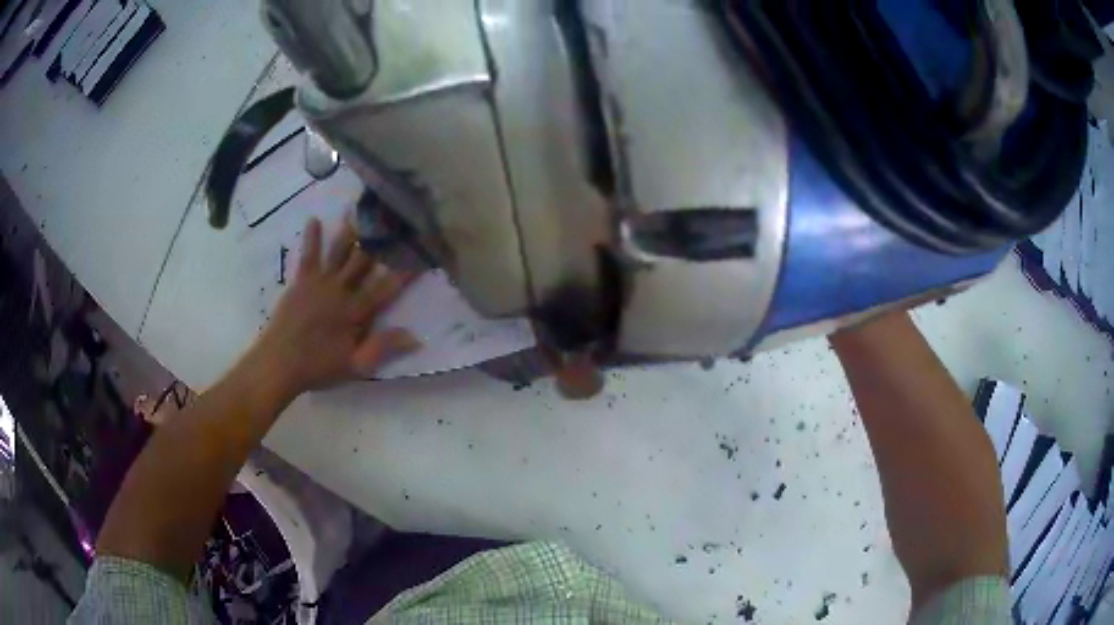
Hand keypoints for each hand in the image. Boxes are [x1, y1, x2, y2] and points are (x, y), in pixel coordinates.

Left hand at [245, 214, 419, 400]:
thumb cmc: (318, 368)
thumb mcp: (356, 366)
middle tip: (393, 222)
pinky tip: (314, 219)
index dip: (405, 271)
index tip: (420, 255)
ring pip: (339, 252)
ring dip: (351, 232)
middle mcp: (341, 290)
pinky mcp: (301, 281)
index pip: (387, 288)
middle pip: (364, 262)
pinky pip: (309, 255)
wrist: (279, 364)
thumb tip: (416, 336)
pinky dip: (312, 237)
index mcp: (356, 312)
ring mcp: (320, 283)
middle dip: (380, 242)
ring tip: (361, 212)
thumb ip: (383, 347)